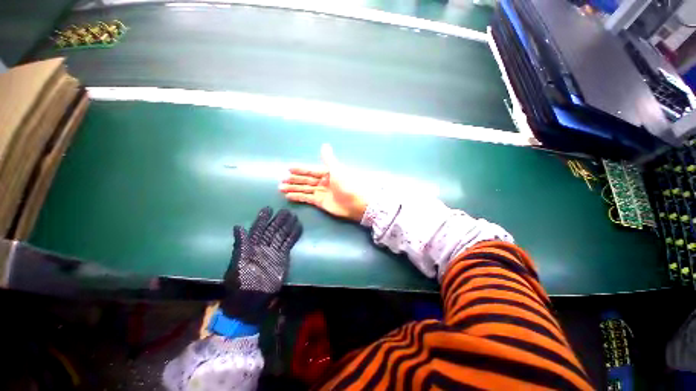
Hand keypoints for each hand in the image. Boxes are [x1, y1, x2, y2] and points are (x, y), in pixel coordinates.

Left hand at [220, 207, 301, 323]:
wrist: (251, 300)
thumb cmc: (241, 283)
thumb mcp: (237, 264)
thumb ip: (240, 245)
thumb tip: (238, 226)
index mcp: (251, 246)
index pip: (257, 229)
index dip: (262, 219)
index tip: (268, 208)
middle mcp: (263, 246)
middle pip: (272, 230)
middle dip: (278, 219)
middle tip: (286, 210)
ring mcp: (274, 251)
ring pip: (281, 234)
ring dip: (287, 225)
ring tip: (293, 216)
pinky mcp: (282, 257)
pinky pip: (289, 243)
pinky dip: (294, 235)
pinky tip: (298, 228)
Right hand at [279, 144, 367, 221]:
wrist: (355, 204)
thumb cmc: (347, 185)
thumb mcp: (337, 170)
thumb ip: (329, 159)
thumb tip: (324, 145)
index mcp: (327, 173)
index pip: (311, 171)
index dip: (300, 170)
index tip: (288, 169)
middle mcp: (323, 182)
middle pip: (306, 180)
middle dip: (294, 180)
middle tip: (282, 180)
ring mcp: (321, 192)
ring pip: (305, 189)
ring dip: (294, 188)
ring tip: (281, 188)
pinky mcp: (320, 202)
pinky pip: (307, 198)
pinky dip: (298, 197)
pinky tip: (289, 196)